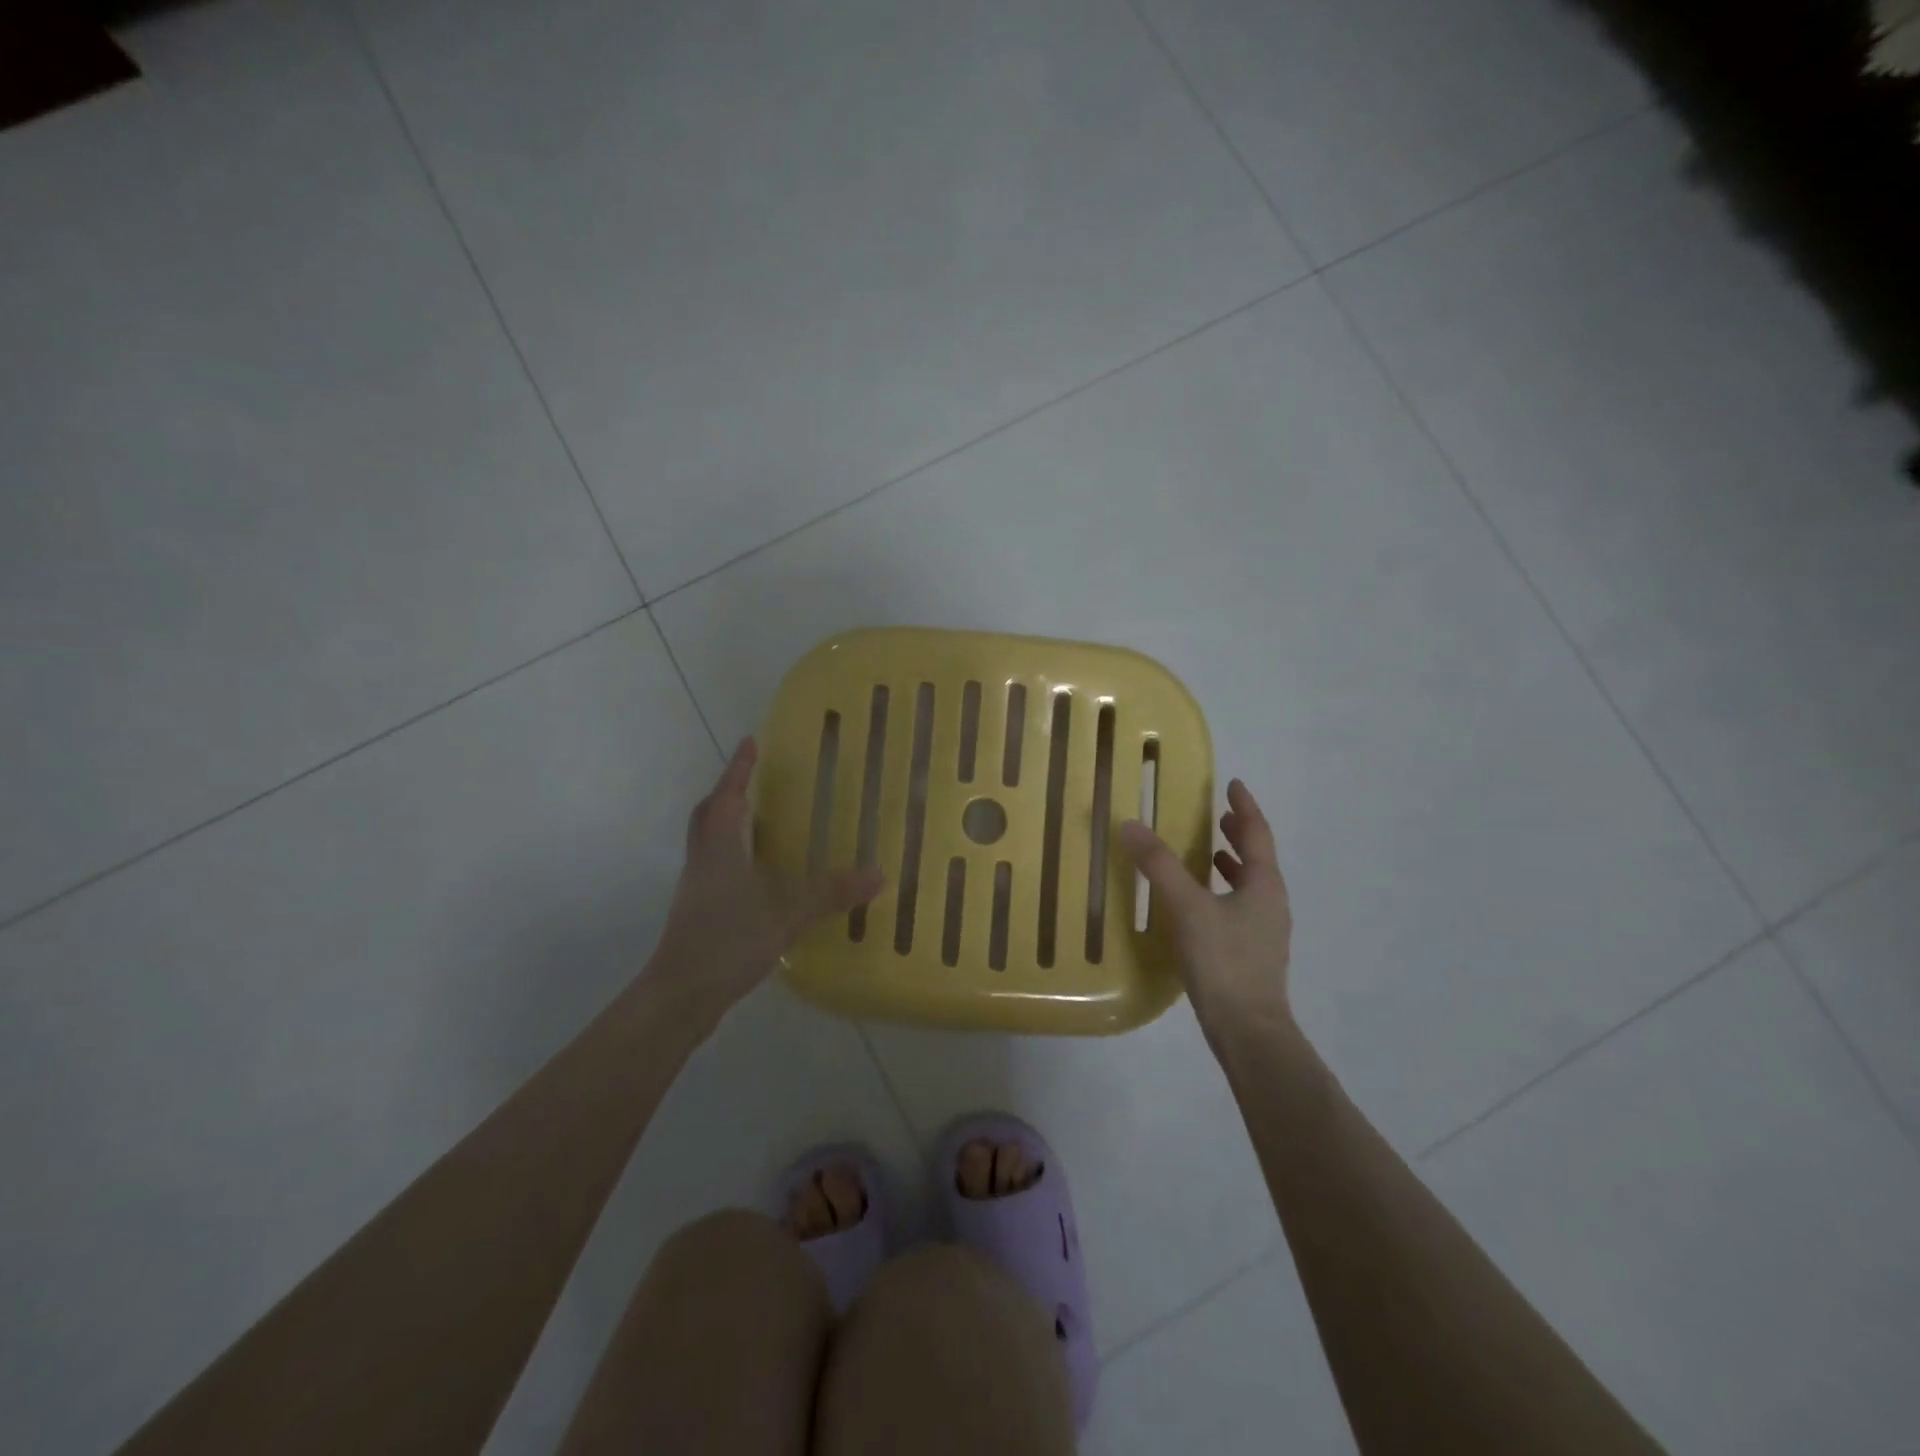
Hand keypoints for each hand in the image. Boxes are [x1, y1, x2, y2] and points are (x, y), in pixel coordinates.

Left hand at [646, 738, 882, 1025]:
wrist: (680, 995)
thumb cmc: (727, 941)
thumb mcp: (786, 914)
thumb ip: (830, 893)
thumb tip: (878, 873)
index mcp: (720, 847)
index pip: (729, 795)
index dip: (739, 768)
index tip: (750, 741)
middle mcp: (704, 859)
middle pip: (709, 814)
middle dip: (729, 793)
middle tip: (753, 781)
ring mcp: (698, 887)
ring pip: (710, 841)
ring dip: (731, 824)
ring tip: (762, 822)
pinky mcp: (699, 912)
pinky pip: (717, 868)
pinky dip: (735, 857)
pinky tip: (761, 876)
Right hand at [1120, 778, 1292, 1031]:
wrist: (1248, 1030)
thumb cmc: (1223, 961)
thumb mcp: (1186, 907)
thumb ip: (1158, 865)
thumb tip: (1131, 824)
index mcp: (1264, 884)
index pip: (1257, 833)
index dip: (1244, 807)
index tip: (1233, 785)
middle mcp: (1270, 903)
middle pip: (1257, 858)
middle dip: (1238, 834)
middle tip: (1218, 816)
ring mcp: (1264, 931)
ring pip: (1250, 884)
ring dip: (1231, 863)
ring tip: (1208, 852)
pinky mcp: (1252, 954)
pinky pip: (1239, 906)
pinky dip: (1222, 891)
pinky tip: (1199, 904)